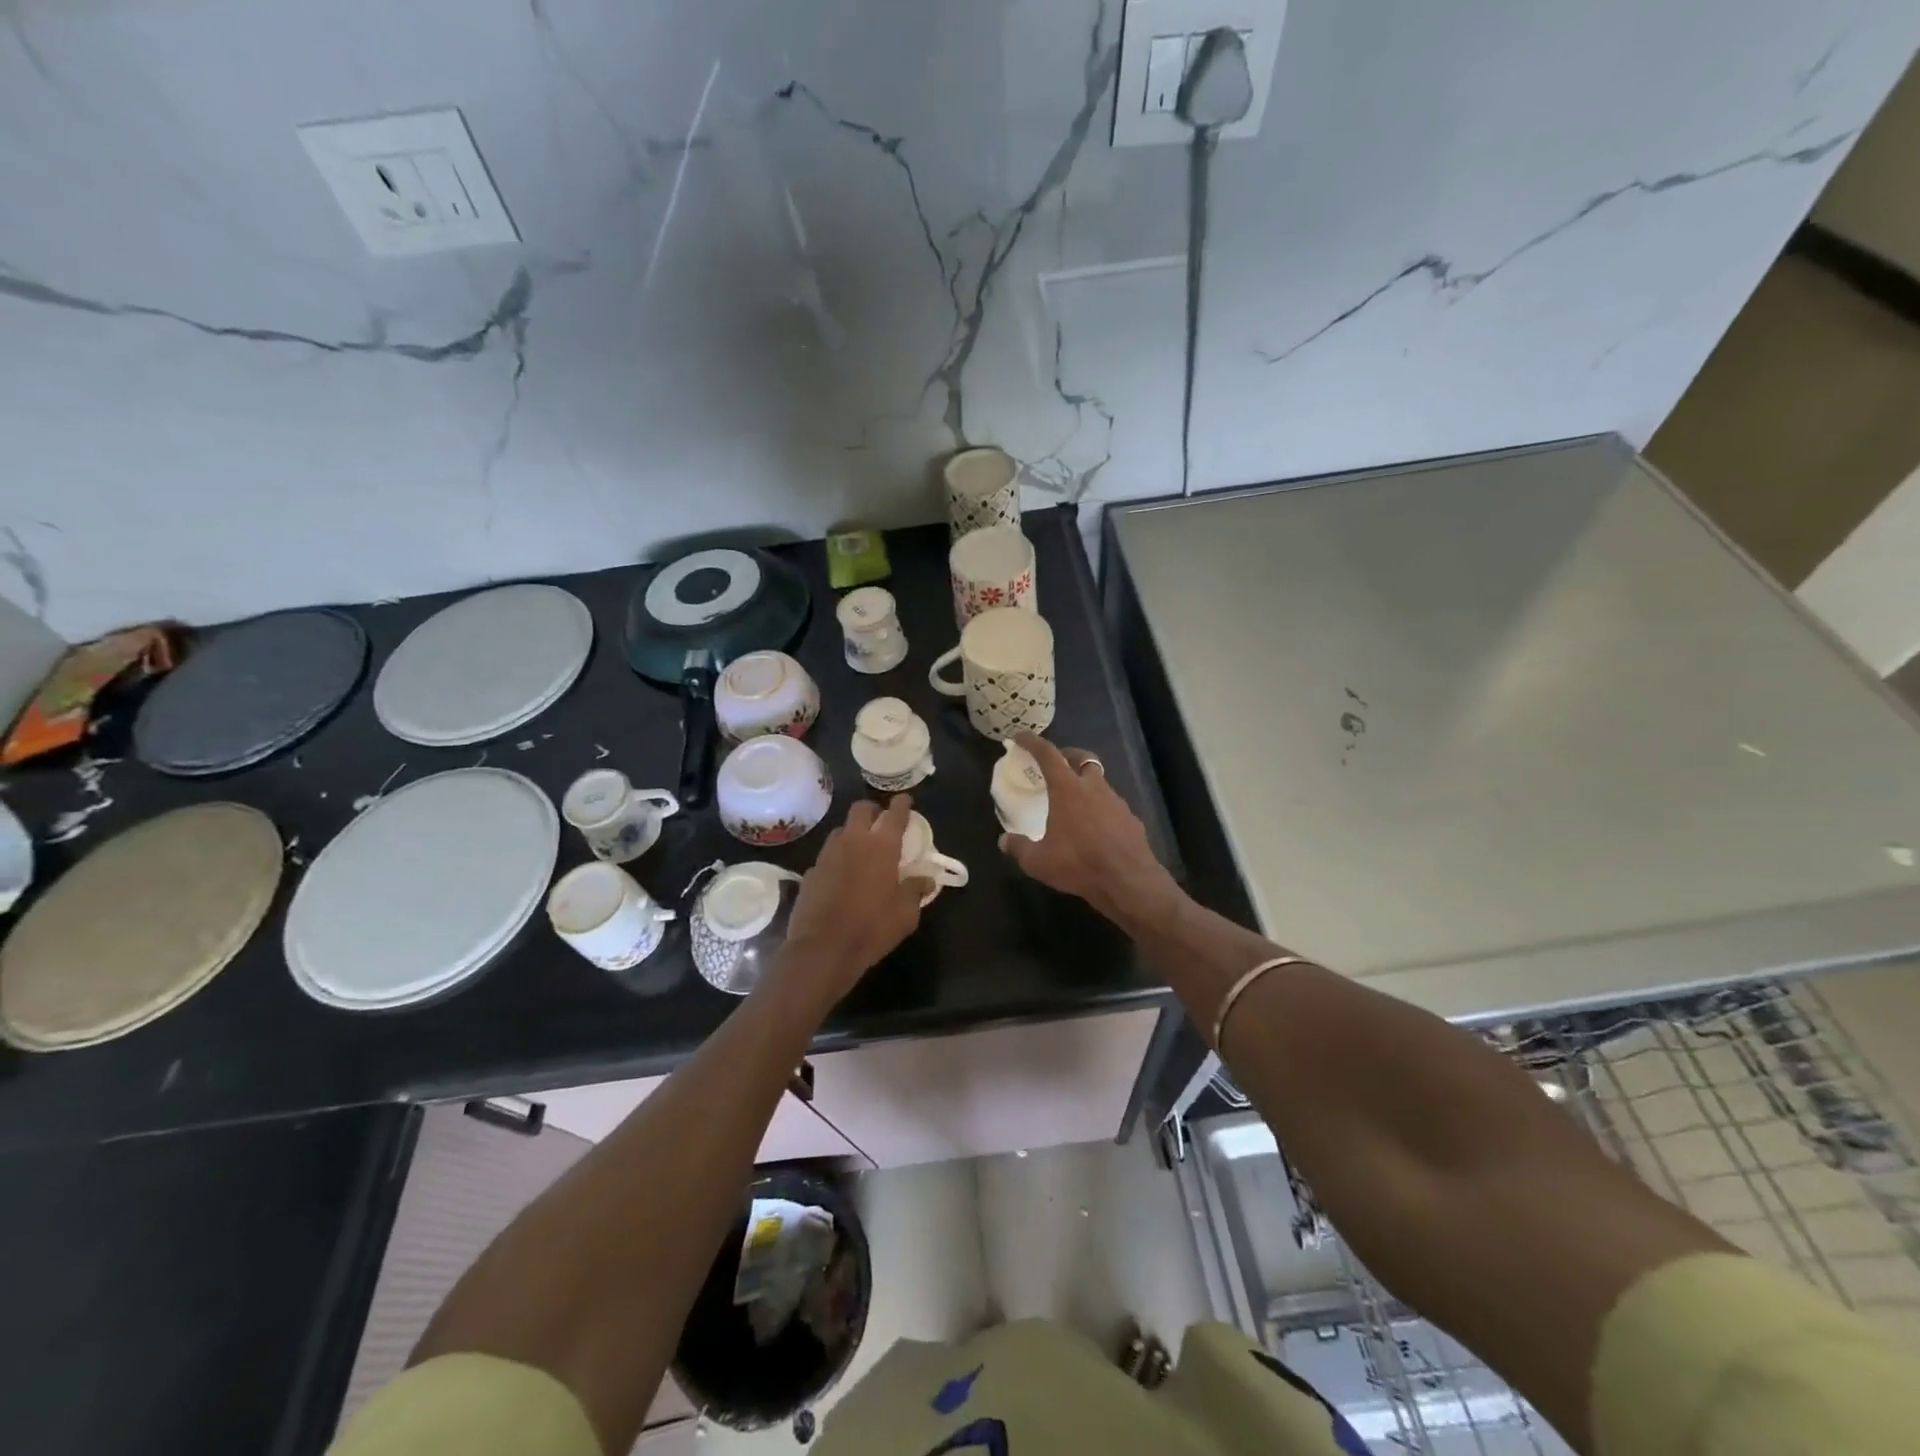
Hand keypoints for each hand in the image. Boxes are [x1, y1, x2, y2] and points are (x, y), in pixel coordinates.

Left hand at [777, 795, 930, 1007]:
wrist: (822, 949)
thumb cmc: (871, 928)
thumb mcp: (906, 914)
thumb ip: (916, 890)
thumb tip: (926, 879)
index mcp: (882, 846)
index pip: (894, 813)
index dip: (902, 804)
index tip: (906, 800)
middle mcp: (853, 841)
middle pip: (861, 809)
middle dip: (873, 810)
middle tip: (882, 822)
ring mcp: (828, 854)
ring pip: (841, 829)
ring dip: (853, 832)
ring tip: (861, 849)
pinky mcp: (810, 871)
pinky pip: (827, 855)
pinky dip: (838, 858)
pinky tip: (842, 876)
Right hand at [999, 735, 1181, 932]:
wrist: (1129, 882)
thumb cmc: (1079, 865)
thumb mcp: (1038, 862)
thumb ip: (1019, 848)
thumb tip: (1004, 841)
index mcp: (1068, 790)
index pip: (1048, 755)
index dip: (1033, 742)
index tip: (1021, 737)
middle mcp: (1094, 788)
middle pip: (1083, 758)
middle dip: (1068, 755)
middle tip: (1056, 763)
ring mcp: (1117, 802)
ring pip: (1099, 782)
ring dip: (1085, 784)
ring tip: (1074, 802)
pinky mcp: (1131, 819)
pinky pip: (1112, 806)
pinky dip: (1101, 809)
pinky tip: (1095, 828)